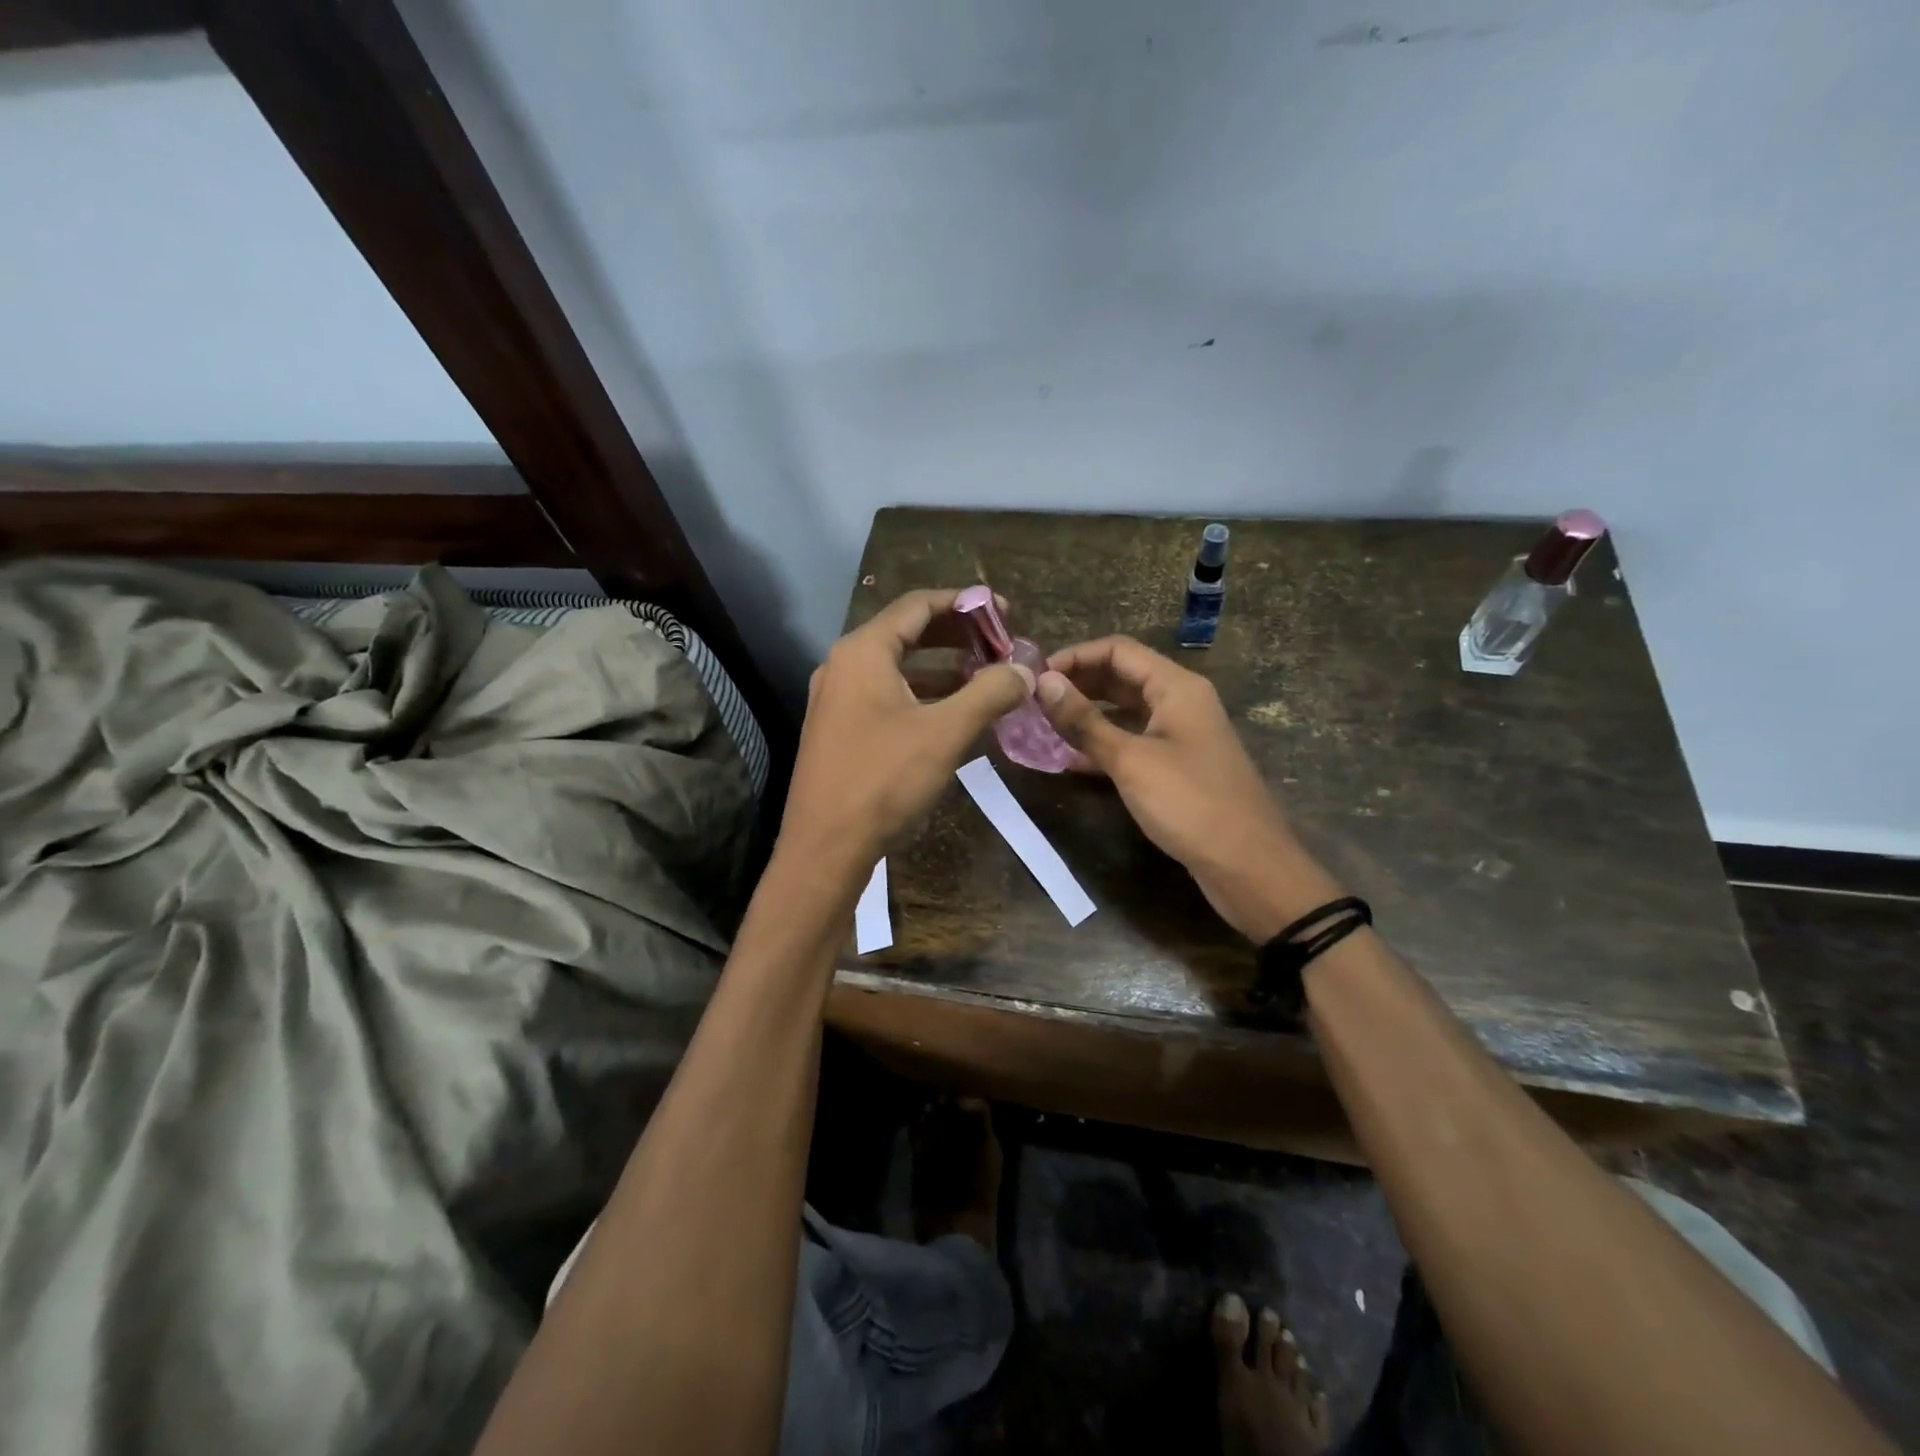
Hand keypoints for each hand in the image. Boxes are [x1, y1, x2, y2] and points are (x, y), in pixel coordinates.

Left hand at [779, 589, 1034, 872]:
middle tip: (999, 643)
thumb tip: (1024, 669)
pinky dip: (921, 693)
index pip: (918, 605)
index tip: (1004, 612)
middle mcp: (843, 665)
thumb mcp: (945, 733)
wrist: (825, 847)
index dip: (965, 603)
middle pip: (906, 632)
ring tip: (984, 675)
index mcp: (863, 652)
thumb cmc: (883, 780)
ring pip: (896, 667)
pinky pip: (885, 694)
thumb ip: (988, 693)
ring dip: (941, 666)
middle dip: (956, 634)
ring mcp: (836, 698)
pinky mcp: (838, 728)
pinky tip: (951, 711)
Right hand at [1036, 637, 1339, 941]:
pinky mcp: (1176, 766)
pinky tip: (1069, 760)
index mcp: (1176, 687)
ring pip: (1125, 710)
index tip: (1035, 676)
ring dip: (1087, 715)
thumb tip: (1043, 683)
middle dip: (1078, 684)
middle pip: (1122, 676)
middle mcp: (1180, 702)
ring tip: (1044, 726)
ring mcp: (1180, 735)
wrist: (1248, 864)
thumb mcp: (1130, 760)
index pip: (1118, 650)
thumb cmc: (1189, 803)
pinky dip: (1103, 744)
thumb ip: (1085, 721)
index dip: (1075, 656)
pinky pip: (1133, 741)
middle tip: (1034, 701)